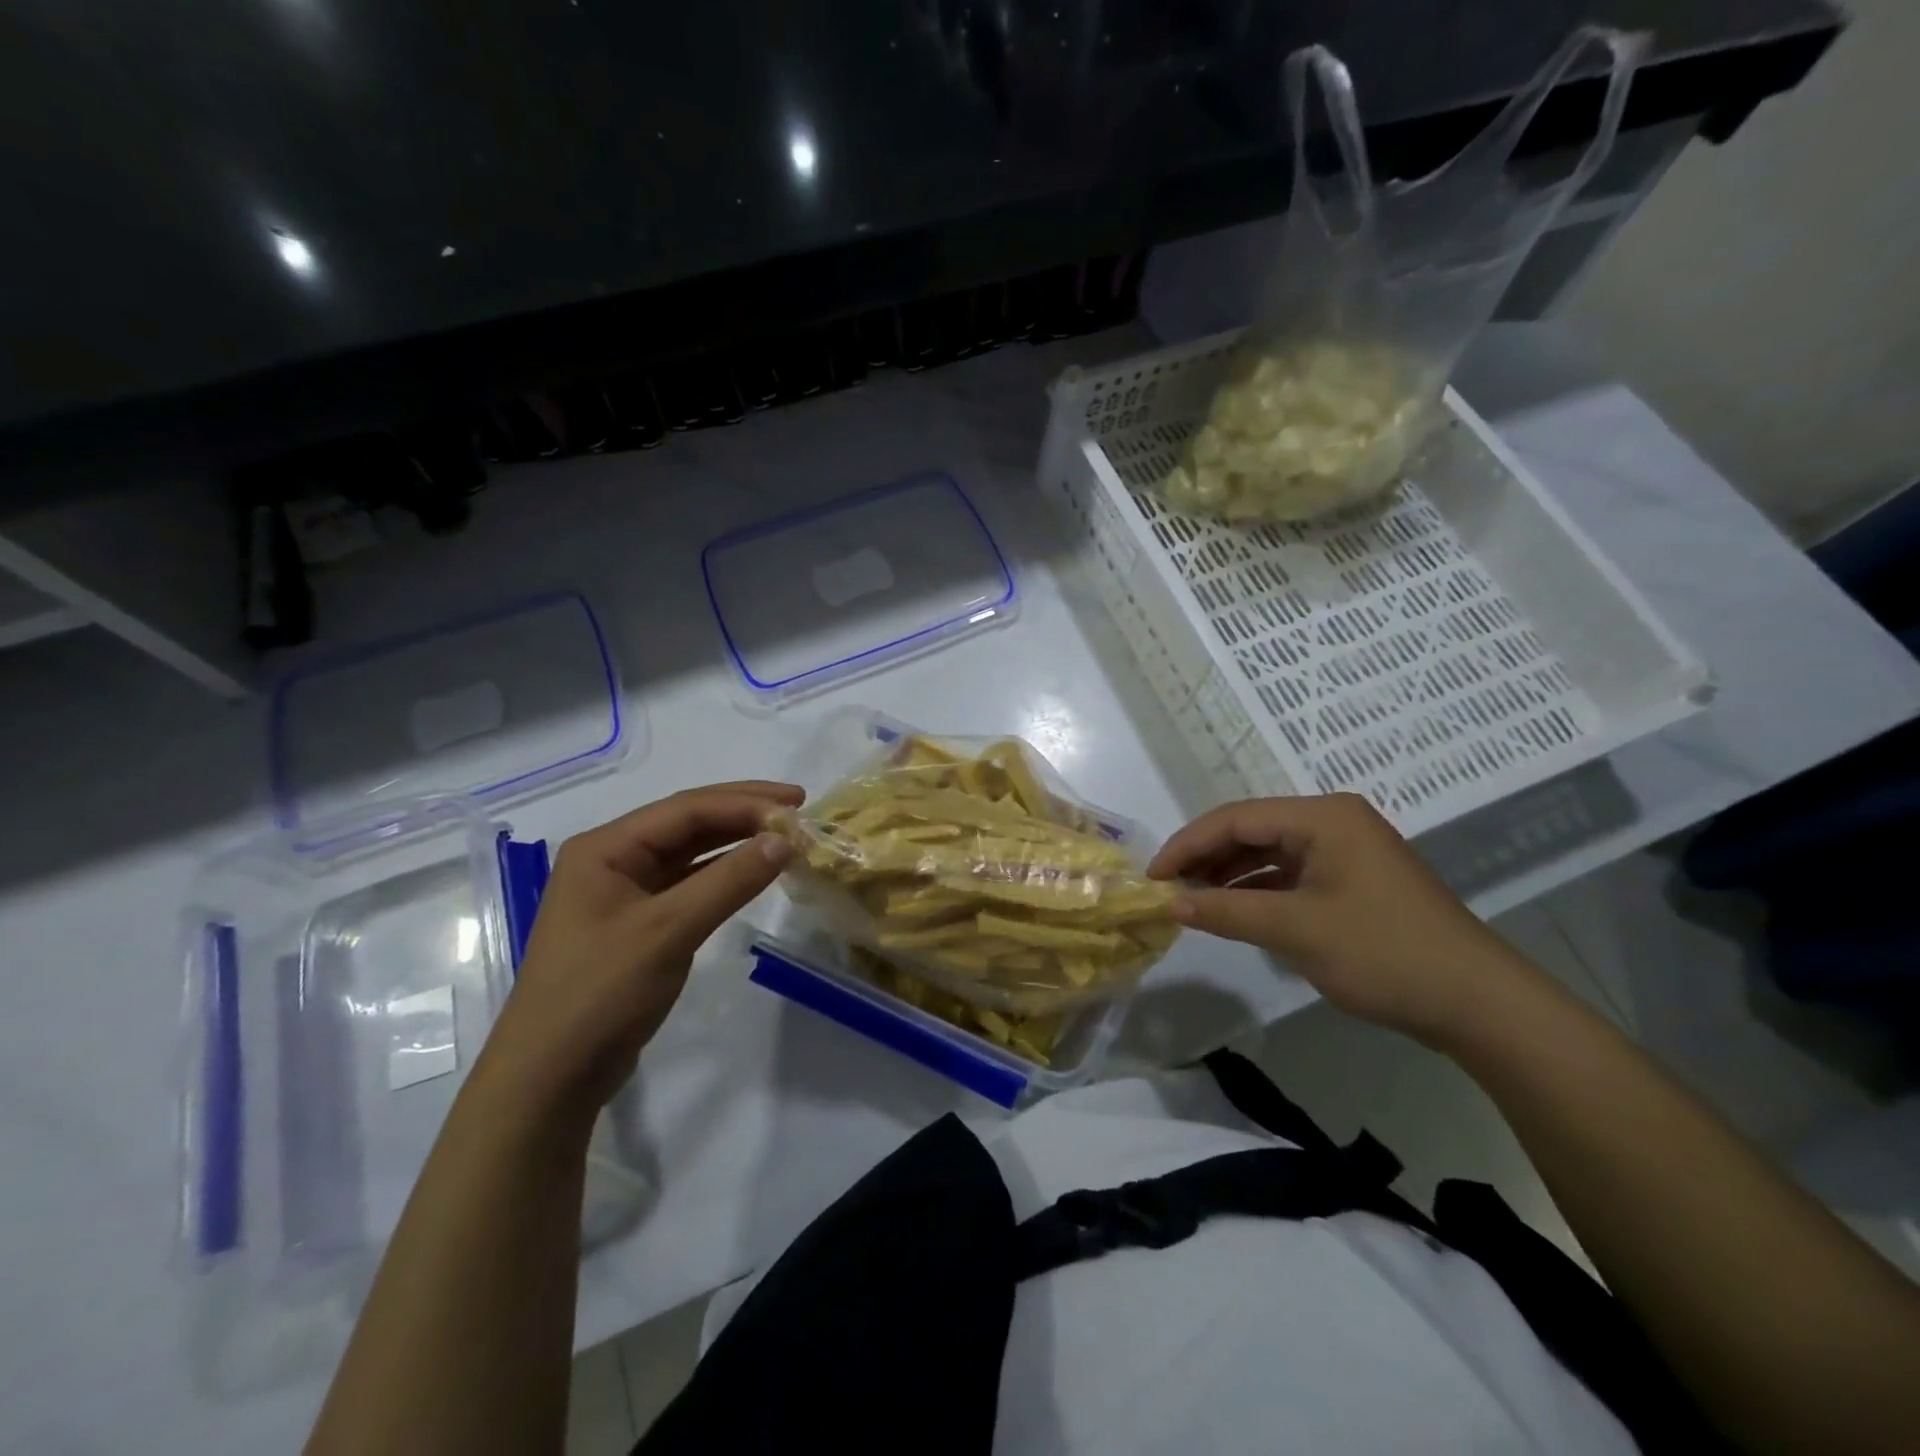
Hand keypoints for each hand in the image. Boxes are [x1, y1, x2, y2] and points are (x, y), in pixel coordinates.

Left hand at [474, 781, 800, 1120]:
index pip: (686, 809)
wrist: (551, 1077)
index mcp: (606, 847)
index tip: (797, 806)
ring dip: (737, 840)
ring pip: (691, 852)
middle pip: (688, 822)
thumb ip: (729, 880)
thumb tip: (785, 840)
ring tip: (785, 834)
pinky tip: (754, 871)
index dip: (745, 803)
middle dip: (744, 812)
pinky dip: (724, 874)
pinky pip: (689, 883)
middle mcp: (613, 859)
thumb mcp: (669, 931)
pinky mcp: (639, 923)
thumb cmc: (601, 994)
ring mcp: (625, 892)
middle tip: (798, 806)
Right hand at [1148, 794, 1539, 1045]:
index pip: (1235, 818)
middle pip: (1251, 831)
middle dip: (1206, 859)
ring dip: (1229, 876)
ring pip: (1269, 853)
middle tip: (1167, 890)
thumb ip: (1227, 910)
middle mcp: (1332, 822)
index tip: (1152, 876)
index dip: (1187, 844)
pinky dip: (1258, 891)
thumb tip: (1169, 903)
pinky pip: (1291, 875)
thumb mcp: (1296, 930)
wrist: (1477, 1004)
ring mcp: (1346, 851)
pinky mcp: (1352, 881)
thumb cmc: (1384, 953)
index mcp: (1322, 817)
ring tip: (1191, 901)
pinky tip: (1234, 911)